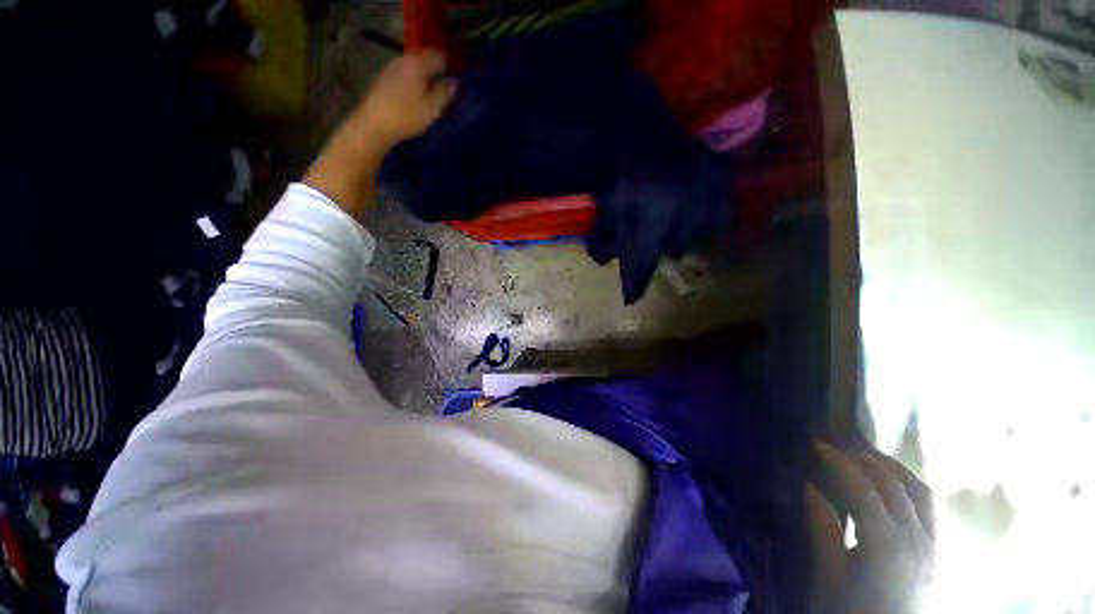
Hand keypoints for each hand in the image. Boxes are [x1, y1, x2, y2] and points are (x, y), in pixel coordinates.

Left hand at [305, 50, 454, 217]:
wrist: (373, 126)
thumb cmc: (406, 116)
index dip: (449, 68)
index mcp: (418, 63)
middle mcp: (403, 60)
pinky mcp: (383, 80)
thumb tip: (454, 82)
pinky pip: (405, 77)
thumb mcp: (433, 108)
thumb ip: (446, 92)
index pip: (439, 56)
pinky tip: (414, 102)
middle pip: (425, 60)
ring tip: (430, 100)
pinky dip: (413, 85)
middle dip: (436, 74)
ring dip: (424, 80)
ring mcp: (391, 69)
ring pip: (414, 69)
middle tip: (445, 94)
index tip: (454, 84)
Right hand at [806, 442, 935, 613]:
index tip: (817, 445)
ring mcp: (932, 546)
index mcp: (886, 547)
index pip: (863, 490)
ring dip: (892, 467)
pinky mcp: (936, 552)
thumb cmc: (848, 609)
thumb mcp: (827, 574)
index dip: (839, 463)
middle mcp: (917, 540)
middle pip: (893, 486)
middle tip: (837, 446)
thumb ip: (822, 528)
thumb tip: (808, 486)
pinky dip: (910, 484)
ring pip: (918, 491)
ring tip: (866, 455)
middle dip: (863, 459)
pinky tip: (894, 481)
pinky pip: (929, 507)